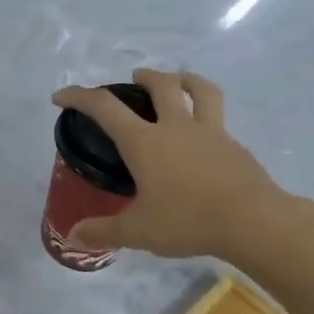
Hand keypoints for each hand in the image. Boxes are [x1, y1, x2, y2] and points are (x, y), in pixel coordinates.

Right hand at [52, 68, 282, 258]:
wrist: (252, 221)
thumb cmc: (188, 221)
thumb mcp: (139, 232)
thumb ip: (104, 232)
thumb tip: (74, 236)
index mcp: (145, 142)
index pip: (104, 108)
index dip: (79, 97)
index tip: (61, 97)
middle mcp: (176, 127)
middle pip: (160, 86)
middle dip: (144, 78)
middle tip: (134, 79)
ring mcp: (210, 132)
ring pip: (199, 91)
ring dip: (185, 79)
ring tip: (178, 80)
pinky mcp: (234, 145)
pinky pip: (218, 117)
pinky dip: (207, 113)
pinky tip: (205, 132)